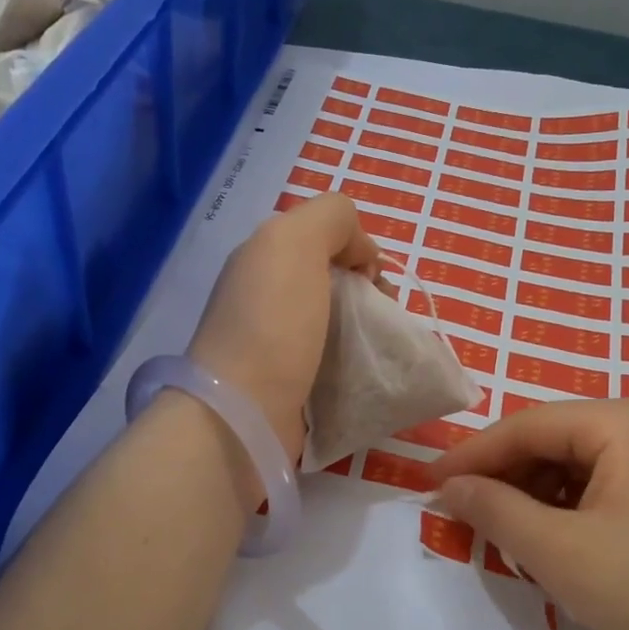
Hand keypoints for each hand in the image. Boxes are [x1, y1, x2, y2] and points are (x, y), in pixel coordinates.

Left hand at [188, 193, 379, 462]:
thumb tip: (359, 254)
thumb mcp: (295, 241)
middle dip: (368, 291)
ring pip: (336, 323)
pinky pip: (334, 362)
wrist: (245, 411)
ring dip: (368, 329)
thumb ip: (330, 218)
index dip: (356, 249)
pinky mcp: (291, 386)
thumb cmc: (273, 323)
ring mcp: (276, 345)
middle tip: (384, 314)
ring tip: (383, 347)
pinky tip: (369, 372)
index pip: (322, 240)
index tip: (372, 277)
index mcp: (262, 260)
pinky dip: (357, 363)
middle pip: (332, 282)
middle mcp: (266, 298)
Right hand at [429, 397, 628, 629]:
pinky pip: (604, 482)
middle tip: (463, 513)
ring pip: (576, 463)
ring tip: (505, 531)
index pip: (526, 425)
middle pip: (553, 439)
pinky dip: (568, 506)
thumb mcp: (559, 551)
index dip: (472, 454)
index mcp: (624, 420)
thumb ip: (495, 510)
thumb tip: (448, 486)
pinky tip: (554, 537)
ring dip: (534, 494)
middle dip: (504, 476)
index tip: (428, 484)